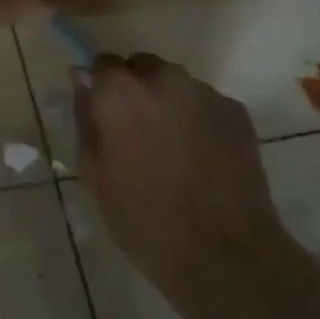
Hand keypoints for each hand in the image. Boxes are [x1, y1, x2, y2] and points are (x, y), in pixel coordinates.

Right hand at [74, 53, 302, 318]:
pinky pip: (205, 104)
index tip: (104, 117)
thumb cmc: (143, 219)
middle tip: (136, 135)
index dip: (102, 88)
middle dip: (136, 91)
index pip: (102, 63)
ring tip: (173, 151)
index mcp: (120, 93)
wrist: (224, 254)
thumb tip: (82, 80)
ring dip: (168, 104)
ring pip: (175, 85)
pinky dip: (198, 120)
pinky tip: (201, 159)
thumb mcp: (93, 173)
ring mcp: (205, 94)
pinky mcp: (237, 113)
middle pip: (142, 67)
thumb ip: (85, 118)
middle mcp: (163, 80)